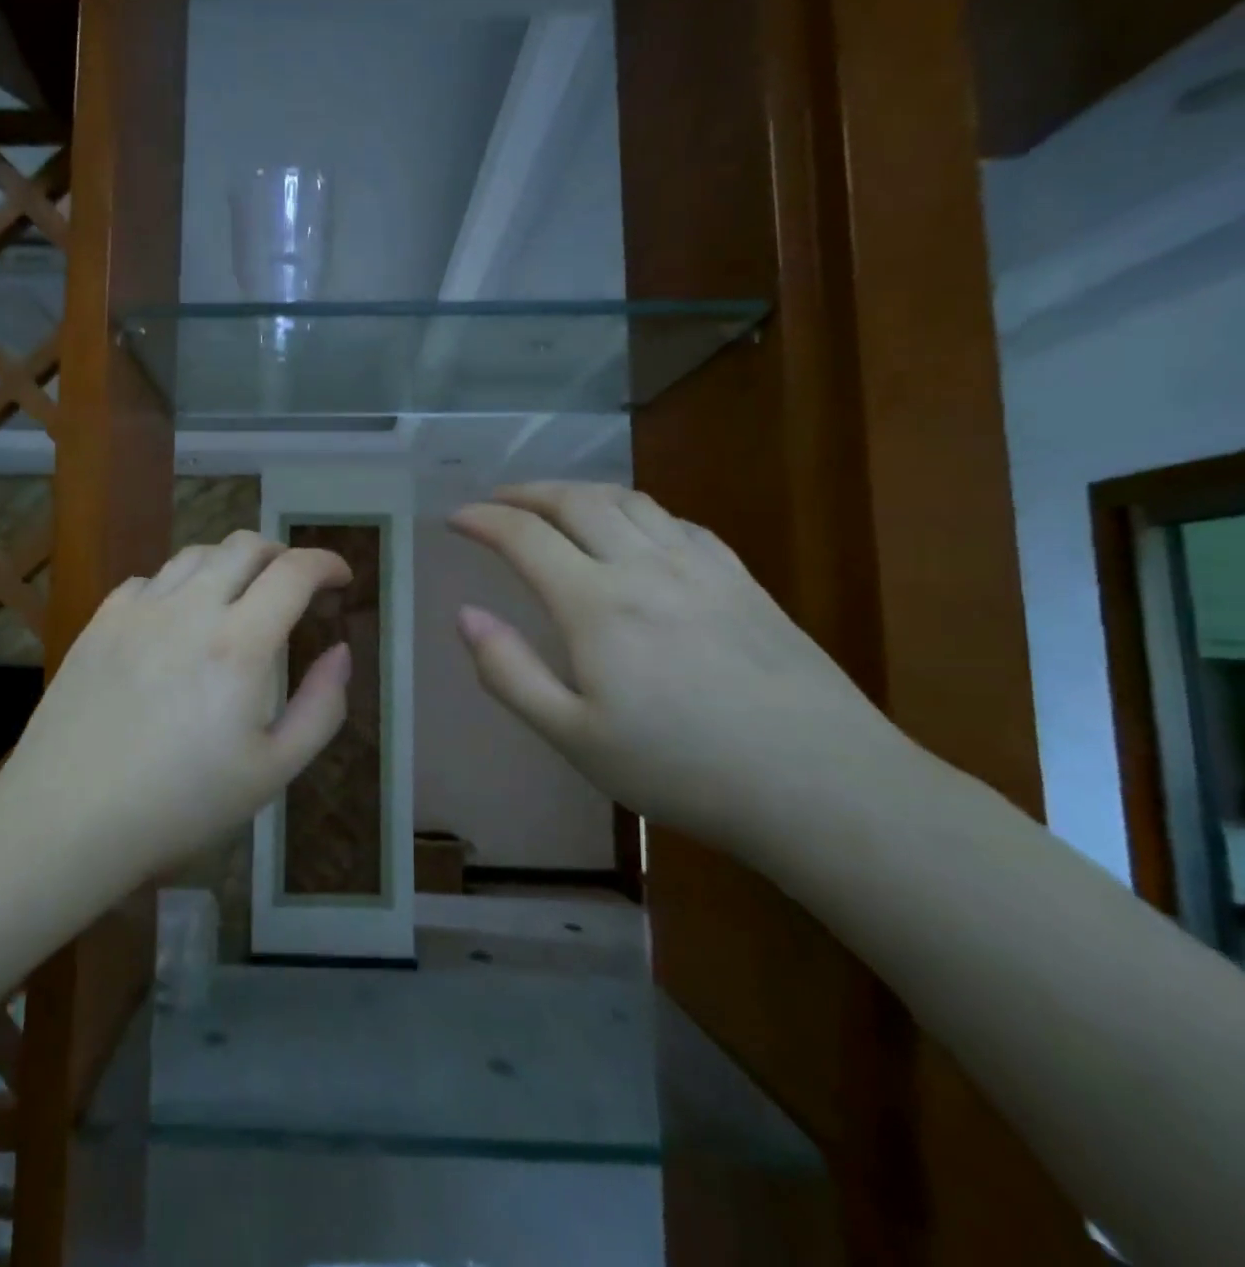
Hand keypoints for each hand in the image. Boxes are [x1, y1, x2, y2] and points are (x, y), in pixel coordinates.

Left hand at [0, 532, 352, 876]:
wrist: (68, 819)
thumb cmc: (181, 804)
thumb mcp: (273, 771)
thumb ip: (321, 706)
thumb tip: (341, 651)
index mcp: (239, 645)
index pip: (294, 572)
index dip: (327, 563)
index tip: (342, 578)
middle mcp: (189, 610)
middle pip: (245, 545)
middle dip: (282, 554)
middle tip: (294, 584)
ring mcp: (138, 611)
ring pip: (196, 553)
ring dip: (231, 563)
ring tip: (240, 595)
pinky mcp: (101, 622)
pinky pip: (150, 579)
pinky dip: (179, 584)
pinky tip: (178, 618)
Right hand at [451, 482, 908, 850]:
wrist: (820, 785)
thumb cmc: (681, 768)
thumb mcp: (573, 737)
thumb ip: (509, 672)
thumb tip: (466, 616)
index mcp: (596, 605)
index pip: (525, 537)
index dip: (483, 520)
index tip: (455, 518)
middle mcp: (645, 567)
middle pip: (577, 501)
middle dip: (527, 493)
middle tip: (497, 500)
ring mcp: (700, 568)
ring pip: (629, 501)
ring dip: (580, 491)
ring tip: (556, 503)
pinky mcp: (742, 580)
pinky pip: (677, 521)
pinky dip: (637, 511)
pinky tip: (635, 530)